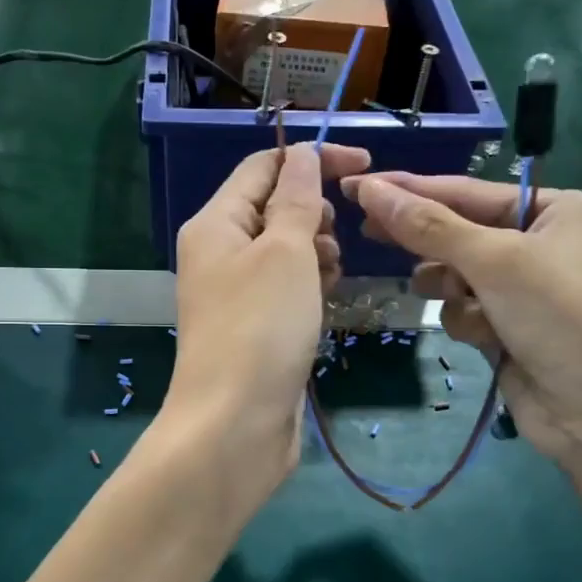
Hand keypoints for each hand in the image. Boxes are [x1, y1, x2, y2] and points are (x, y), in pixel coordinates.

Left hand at [162, 143, 370, 515]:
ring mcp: (235, 294)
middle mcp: (219, 253)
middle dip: (314, 212)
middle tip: (334, 240)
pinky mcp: (255, 328)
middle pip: (273, 208)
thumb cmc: (261, 328)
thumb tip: (303, 156)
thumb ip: (297, 200)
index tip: (365, 166)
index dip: (312, 158)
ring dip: (315, 251)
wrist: (234, 426)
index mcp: (215, 224)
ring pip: (285, 250)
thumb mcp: (286, 252)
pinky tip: (324, 302)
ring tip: (329, 276)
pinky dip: (309, 286)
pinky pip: (286, 289)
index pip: (263, 167)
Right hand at [341, 172, 581, 476]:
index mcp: (548, 210)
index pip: (463, 191)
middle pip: (456, 231)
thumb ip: (430, 227)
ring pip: (453, 275)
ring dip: (448, 288)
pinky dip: (465, 321)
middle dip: (423, 240)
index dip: (407, 189)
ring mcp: (520, 290)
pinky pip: (463, 311)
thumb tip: (371, 189)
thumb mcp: (496, 262)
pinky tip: (484, 337)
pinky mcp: (505, 330)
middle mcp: (535, 243)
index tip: (356, 186)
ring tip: (455, 298)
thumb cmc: (561, 317)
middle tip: (364, 230)